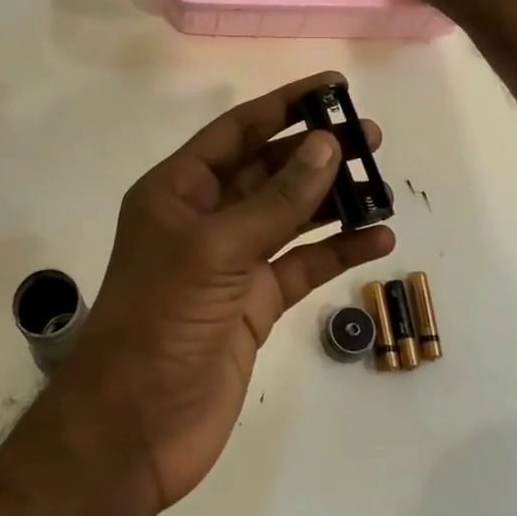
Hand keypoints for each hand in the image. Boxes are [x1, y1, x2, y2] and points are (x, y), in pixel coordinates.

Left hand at [58, 73, 395, 510]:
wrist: (134, 428)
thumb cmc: (161, 321)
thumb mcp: (217, 250)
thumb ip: (276, 200)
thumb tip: (327, 145)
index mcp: (178, 191)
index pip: (237, 132)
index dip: (284, 106)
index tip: (331, 87)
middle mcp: (204, 218)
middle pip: (268, 171)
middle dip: (316, 152)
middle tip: (370, 137)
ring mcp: (231, 262)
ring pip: (289, 217)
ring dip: (332, 201)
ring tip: (382, 186)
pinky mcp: (253, 304)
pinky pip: (301, 265)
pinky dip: (336, 251)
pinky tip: (377, 240)